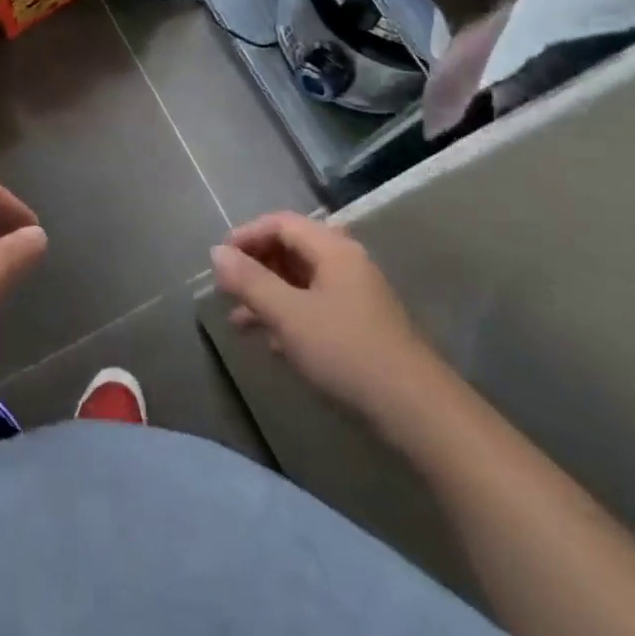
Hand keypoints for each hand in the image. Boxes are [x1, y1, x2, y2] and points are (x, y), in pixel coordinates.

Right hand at [210, 212, 434, 418]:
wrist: (417, 412)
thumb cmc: (346, 352)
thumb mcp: (288, 315)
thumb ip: (249, 281)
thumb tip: (216, 252)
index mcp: (333, 249)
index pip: (281, 223)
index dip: (246, 235)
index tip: (219, 259)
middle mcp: (346, 263)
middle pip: (291, 249)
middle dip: (255, 266)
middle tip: (226, 288)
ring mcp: (356, 295)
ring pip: (301, 280)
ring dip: (268, 294)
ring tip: (238, 320)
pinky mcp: (361, 326)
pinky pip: (314, 305)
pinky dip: (288, 314)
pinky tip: (271, 342)